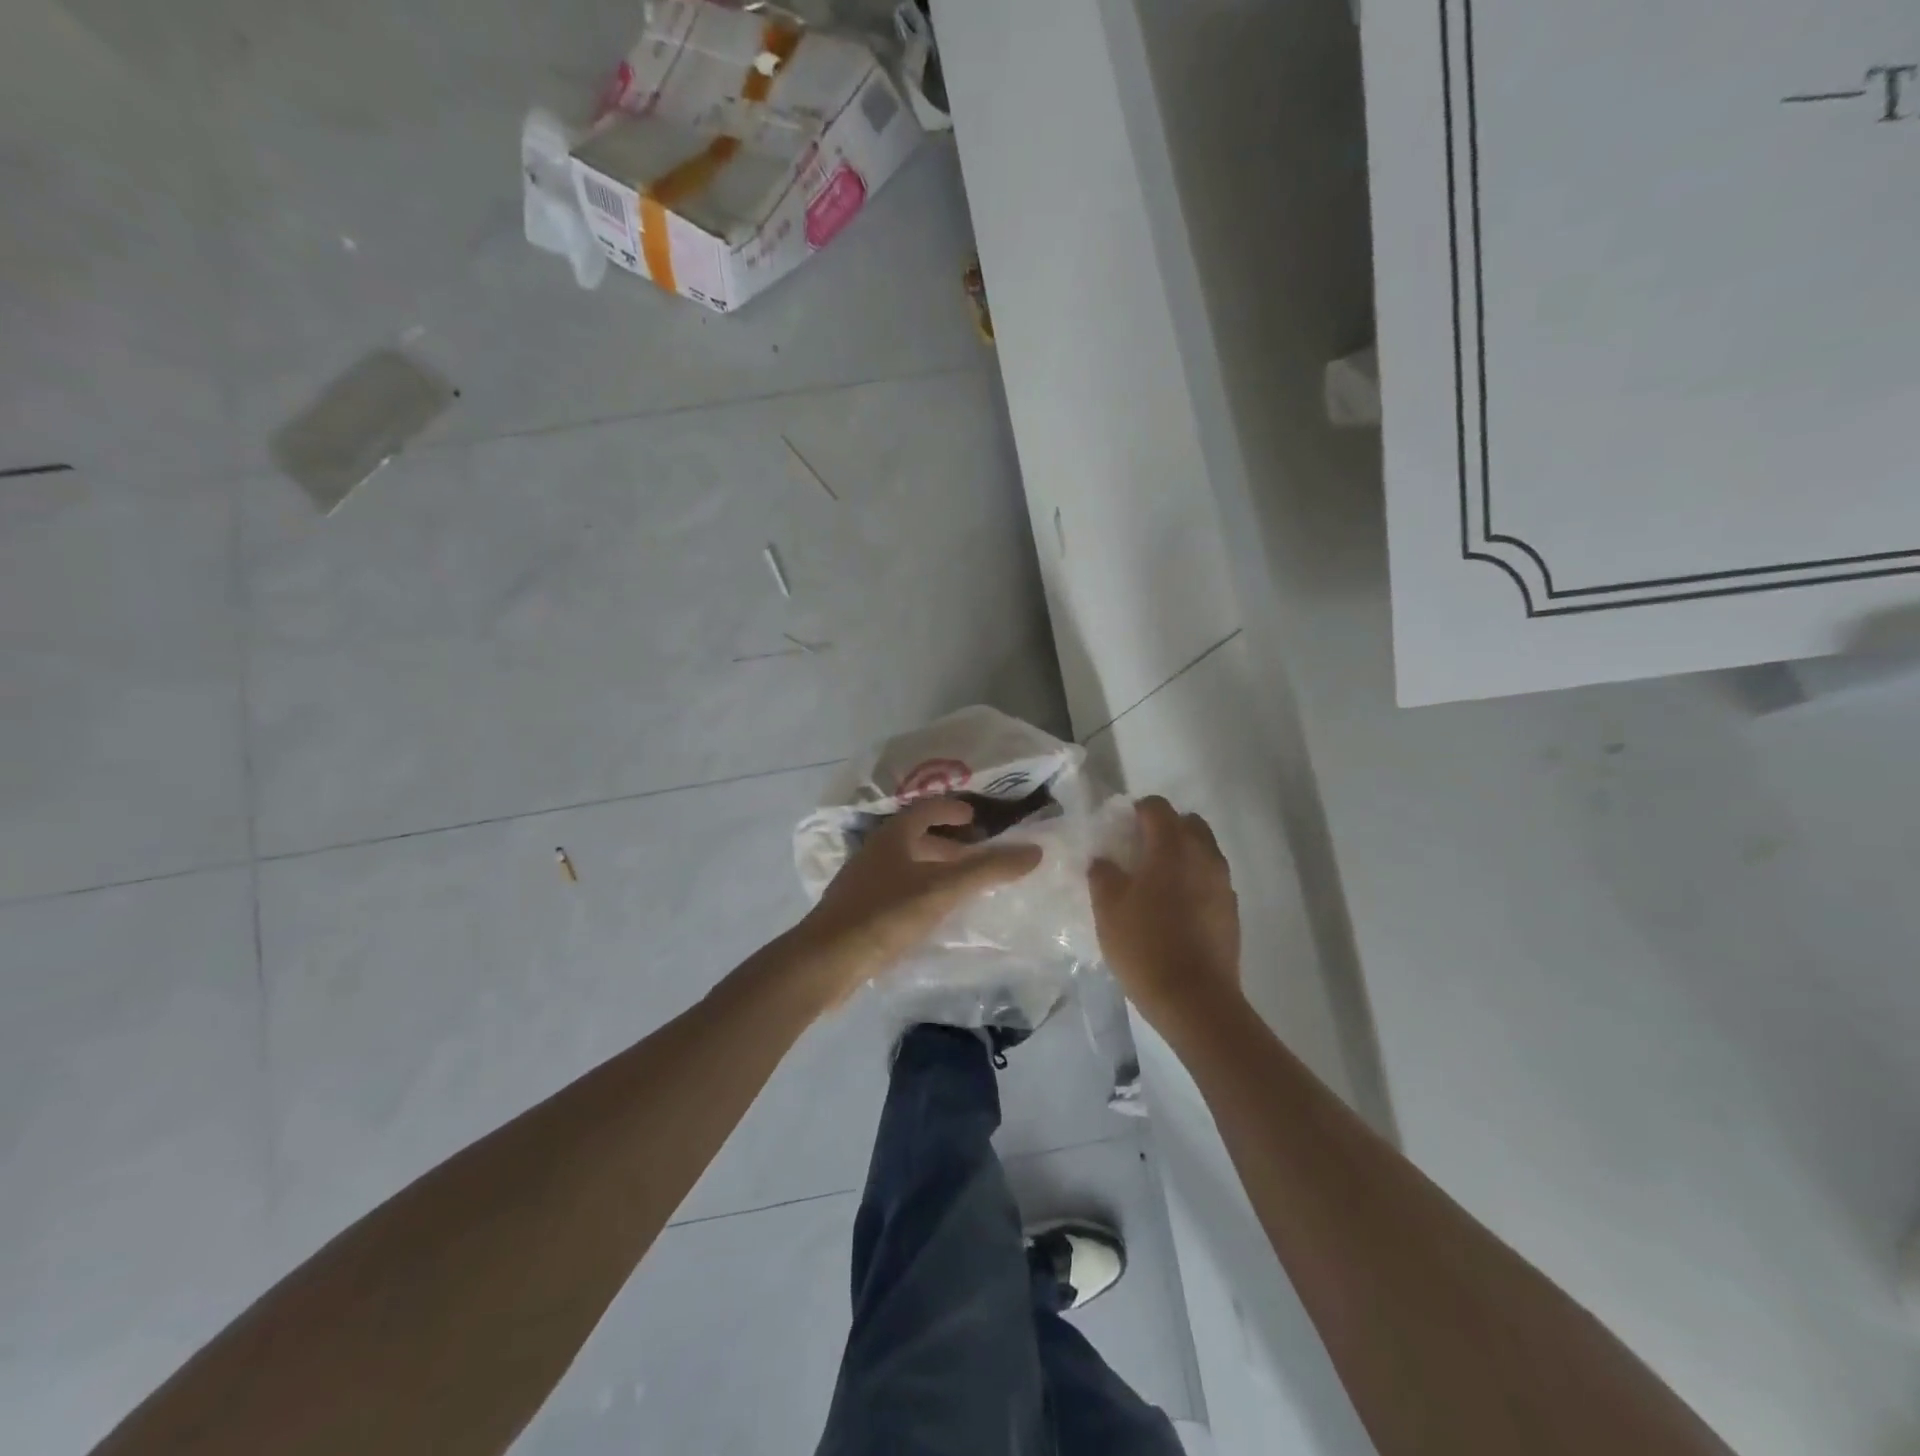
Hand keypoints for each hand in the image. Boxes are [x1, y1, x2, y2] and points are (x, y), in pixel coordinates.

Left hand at [790, 797, 1043, 1003]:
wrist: (825, 961)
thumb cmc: (884, 915)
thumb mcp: (943, 889)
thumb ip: (988, 870)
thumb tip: (1035, 851)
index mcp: (892, 837)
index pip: (926, 809)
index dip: (951, 809)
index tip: (975, 818)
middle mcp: (875, 853)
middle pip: (916, 839)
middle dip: (948, 845)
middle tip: (978, 856)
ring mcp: (863, 883)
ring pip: (907, 867)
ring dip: (935, 871)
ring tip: (963, 887)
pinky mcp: (858, 913)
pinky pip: (897, 892)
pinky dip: (921, 894)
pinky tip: (935, 916)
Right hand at [1089, 796, 1242, 1031]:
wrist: (1194, 999)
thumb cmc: (1144, 945)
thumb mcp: (1108, 908)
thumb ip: (1103, 874)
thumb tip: (1105, 861)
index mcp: (1171, 847)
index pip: (1157, 807)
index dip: (1137, 810)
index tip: (1121, 828)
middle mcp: (1203, 856)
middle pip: (1188, 823)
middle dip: (1165, 828)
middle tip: (1140, 851)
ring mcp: (1222, 883)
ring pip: (1204, 851)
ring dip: (1182, 854)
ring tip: (1157, 881)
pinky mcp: (1231, 910)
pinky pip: (1211, 879)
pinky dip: (1194, 880)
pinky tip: (1175, 908)